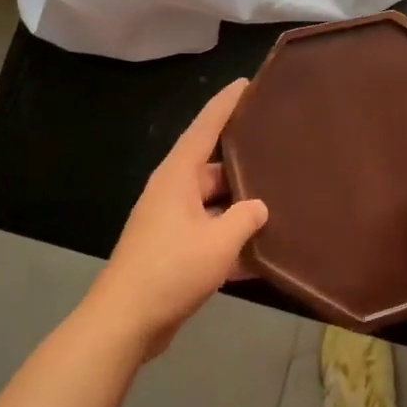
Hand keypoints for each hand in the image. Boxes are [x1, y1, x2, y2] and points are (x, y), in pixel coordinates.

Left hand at [89, 79, 268, 358]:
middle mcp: (172, 192)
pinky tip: (262, 254)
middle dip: (245, 164)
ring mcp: (171, 223)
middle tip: (280, 153)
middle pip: (214, 168)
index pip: (205, 128)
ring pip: (214, 204)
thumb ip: (246, 218)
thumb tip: (259, 207)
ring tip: (281, 201)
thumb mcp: (219, 242)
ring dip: (241, 208)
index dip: (226, 104)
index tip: (246, 84)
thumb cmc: (171, 269)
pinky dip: (231, 241)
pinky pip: (209, 234)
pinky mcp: (173, 251)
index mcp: (178, 177)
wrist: (125, 322)